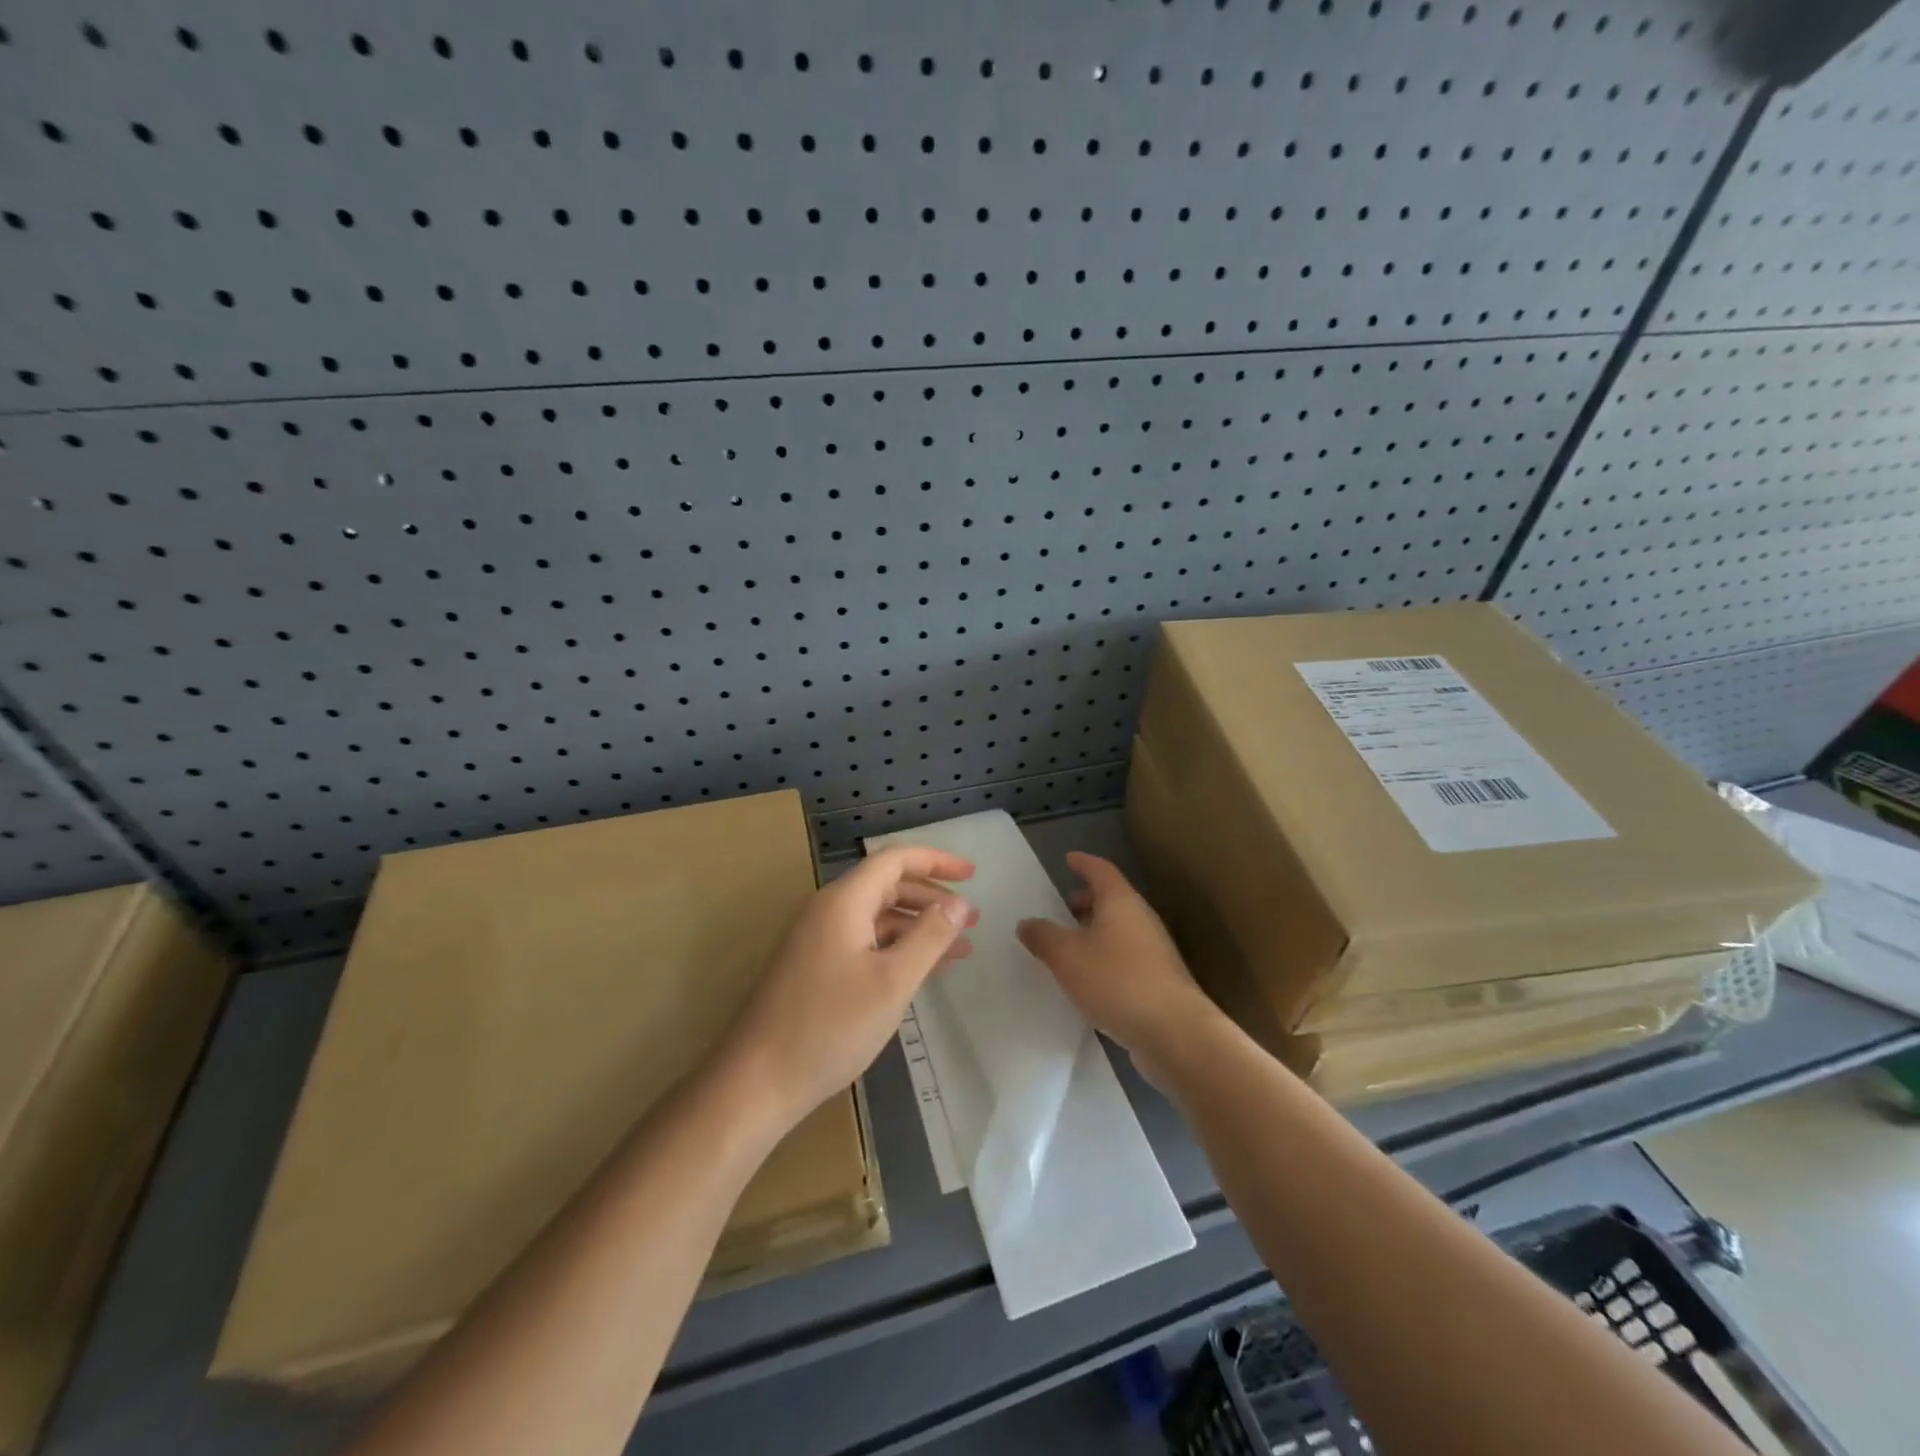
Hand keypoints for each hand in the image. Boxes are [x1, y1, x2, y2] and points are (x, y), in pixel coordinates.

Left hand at [721, 846, 976, 1131]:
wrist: (757, 1082)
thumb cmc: (830, 1027)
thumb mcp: (892, 981)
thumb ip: (930, 936)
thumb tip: (959, 902)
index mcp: (844, 902)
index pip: (895, 860)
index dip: (936, 861)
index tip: (973, 873)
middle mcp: (827, 911)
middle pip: (887, 886)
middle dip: (932, 897)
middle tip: (971, 919)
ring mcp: (816, 940)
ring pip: (877, 917)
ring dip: (918, 927)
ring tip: (958, 949)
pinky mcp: (813, 967)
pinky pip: (864, 942)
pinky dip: (896, 948)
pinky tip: (920, 971)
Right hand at [1016, 853, 1217, 1084]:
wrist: (1174, 1032)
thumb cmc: (1117, 981)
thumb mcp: (1067, 956)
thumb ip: (1043, 937)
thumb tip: (1027, 923)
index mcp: (1121, 902)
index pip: (1101, 870)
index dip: (1084, 863)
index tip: (1068, 859)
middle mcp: (1141, 919)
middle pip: (1112, 899)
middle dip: (1086, 900)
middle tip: (1062, 906)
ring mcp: (1154, 951)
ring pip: (1120, 929)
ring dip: (1095, 931)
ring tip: (1069, 944)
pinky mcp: (1158, 980)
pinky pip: (1125, 956)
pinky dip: (1105, 957)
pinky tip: (1089, 978)